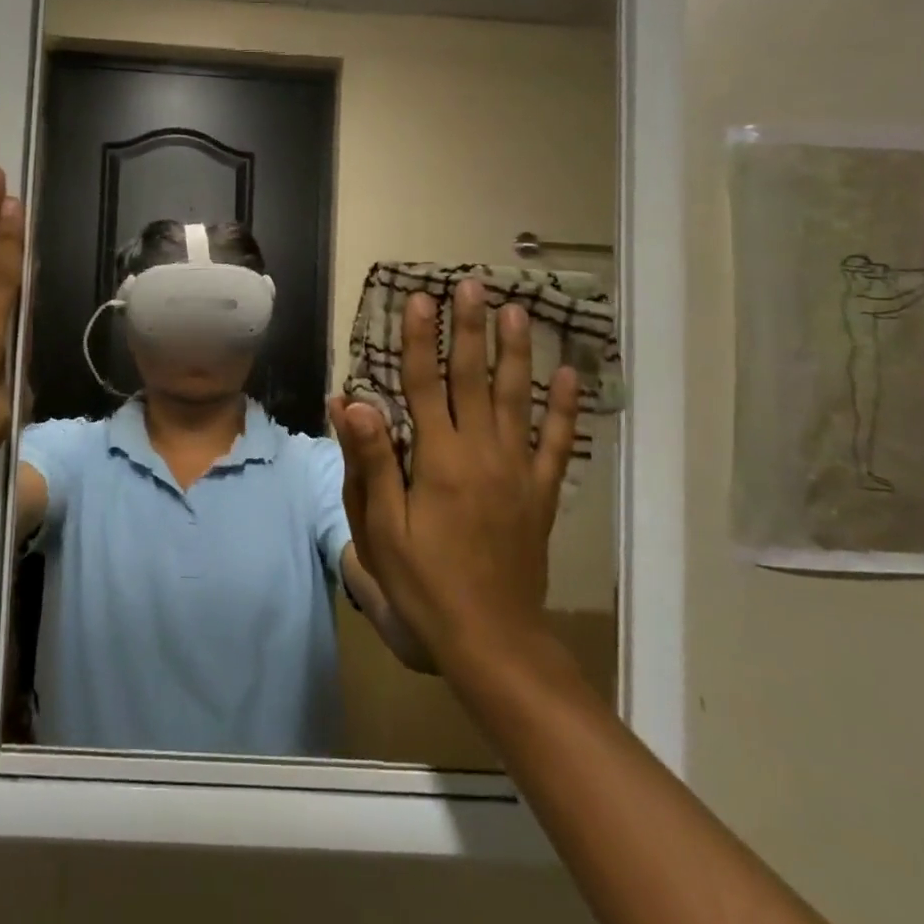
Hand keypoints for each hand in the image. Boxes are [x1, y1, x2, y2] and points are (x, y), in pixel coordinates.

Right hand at [327, 281, 579, 680]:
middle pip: (474, 378)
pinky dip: (565, 407)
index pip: (424, 383)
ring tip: (518, 311)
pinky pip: (556, 442)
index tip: (419, 298)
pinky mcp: (540, 493)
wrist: (492, 638)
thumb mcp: (383, 527)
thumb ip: (371, 460)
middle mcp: (481, 452)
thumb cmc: (424, 582)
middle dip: (470, 328)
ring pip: (518, 398)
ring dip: (517, 352)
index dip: (419, 338)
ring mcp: (517, 471)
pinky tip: (571, 375)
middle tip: (472, 285)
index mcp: (438, 459)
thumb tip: (352, 402)